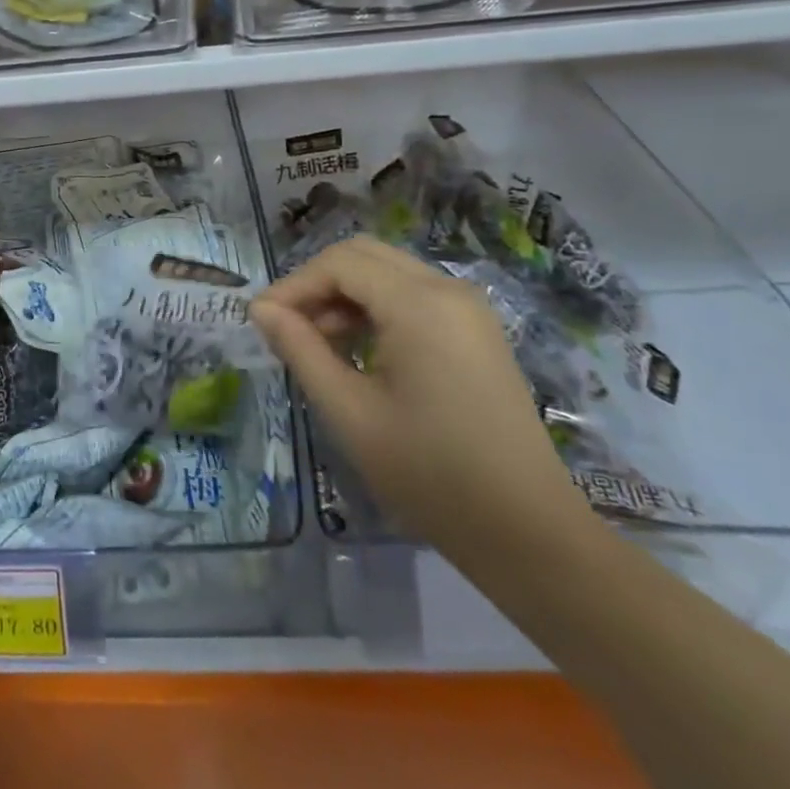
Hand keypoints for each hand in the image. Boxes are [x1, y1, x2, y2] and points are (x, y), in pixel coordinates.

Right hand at [250, 237, 591, 565]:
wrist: (529, 533)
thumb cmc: (430, 474)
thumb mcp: (349, 412)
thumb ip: (300, 349)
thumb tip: (261, 309)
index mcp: (420, 304)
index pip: (339, 263)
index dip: (293, 285)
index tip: (261, 321)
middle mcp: (447, 289)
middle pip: (363, 255)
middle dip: (317, 283)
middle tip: (288, 327)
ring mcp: (468, 308)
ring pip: (387, 272)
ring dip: (345, 295)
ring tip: (318, 344)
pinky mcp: (475, 330)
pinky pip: (412, 294)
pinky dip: (375, 307)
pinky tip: (359, 350)